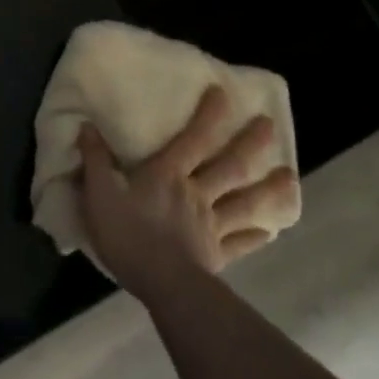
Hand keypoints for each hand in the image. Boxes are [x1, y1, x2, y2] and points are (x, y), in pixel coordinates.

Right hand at [76, 84, 295, 302]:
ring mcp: (211, 225)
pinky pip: (240, 242)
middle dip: (250, 144)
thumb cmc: (129, 234)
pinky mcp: (217, 254)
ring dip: (268, 189)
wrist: (162, 285)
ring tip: (291, 177)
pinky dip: (255, 235)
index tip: (224, 93)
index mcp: (168, 174)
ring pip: (244, 202)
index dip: (208, 115)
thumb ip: (95, 158)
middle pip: (229, 165)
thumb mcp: (99, 192)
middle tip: (270, 126)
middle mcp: (196, 193)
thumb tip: (87, 125)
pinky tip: (270, 231)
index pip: (192, 138)